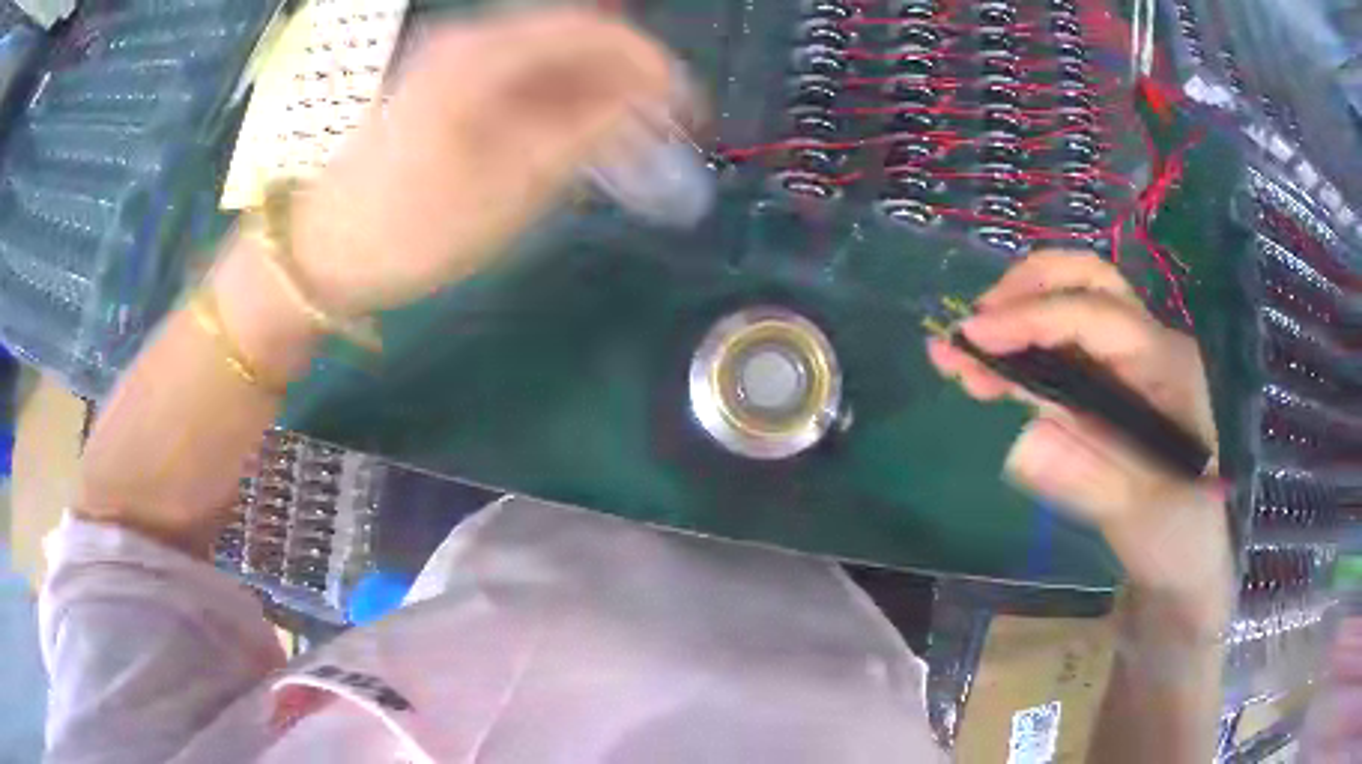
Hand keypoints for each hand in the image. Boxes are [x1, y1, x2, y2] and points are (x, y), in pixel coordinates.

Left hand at [288, 9, 676, 315]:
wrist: (315, 253)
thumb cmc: (409, 227)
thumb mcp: (508, 187)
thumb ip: (585, 134)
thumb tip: (645, 102)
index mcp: (484, 54)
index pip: (593, 32)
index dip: (651, 66)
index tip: (688, 110)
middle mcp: (469, 41)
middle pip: (572, 40)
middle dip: (625, 80)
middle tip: (659, 133)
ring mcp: (450, 63)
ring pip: (545, 61)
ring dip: (592, 94)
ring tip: (622, 144)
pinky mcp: (439, 90)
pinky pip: (515, 81)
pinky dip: (554, 104)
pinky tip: (568, 138)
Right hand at [927, 252, 1232, 633]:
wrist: (1196, 552)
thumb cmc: (1182, 537)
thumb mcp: (1146, 519)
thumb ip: (1095, 480)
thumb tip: (1023, 444)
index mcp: (1169, 366)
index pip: (1096, 317)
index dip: (1033, 318)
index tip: (972, 337)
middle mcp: (1152, 347)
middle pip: (1088, 281)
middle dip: (1026, 290)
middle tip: (974, 325)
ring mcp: (1133, 364)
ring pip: (1072, 306)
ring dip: (1017, 317)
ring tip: (962, 357)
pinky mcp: (1114, 385)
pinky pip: (1066, 348)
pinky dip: (1024, 349)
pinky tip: (989, 373)